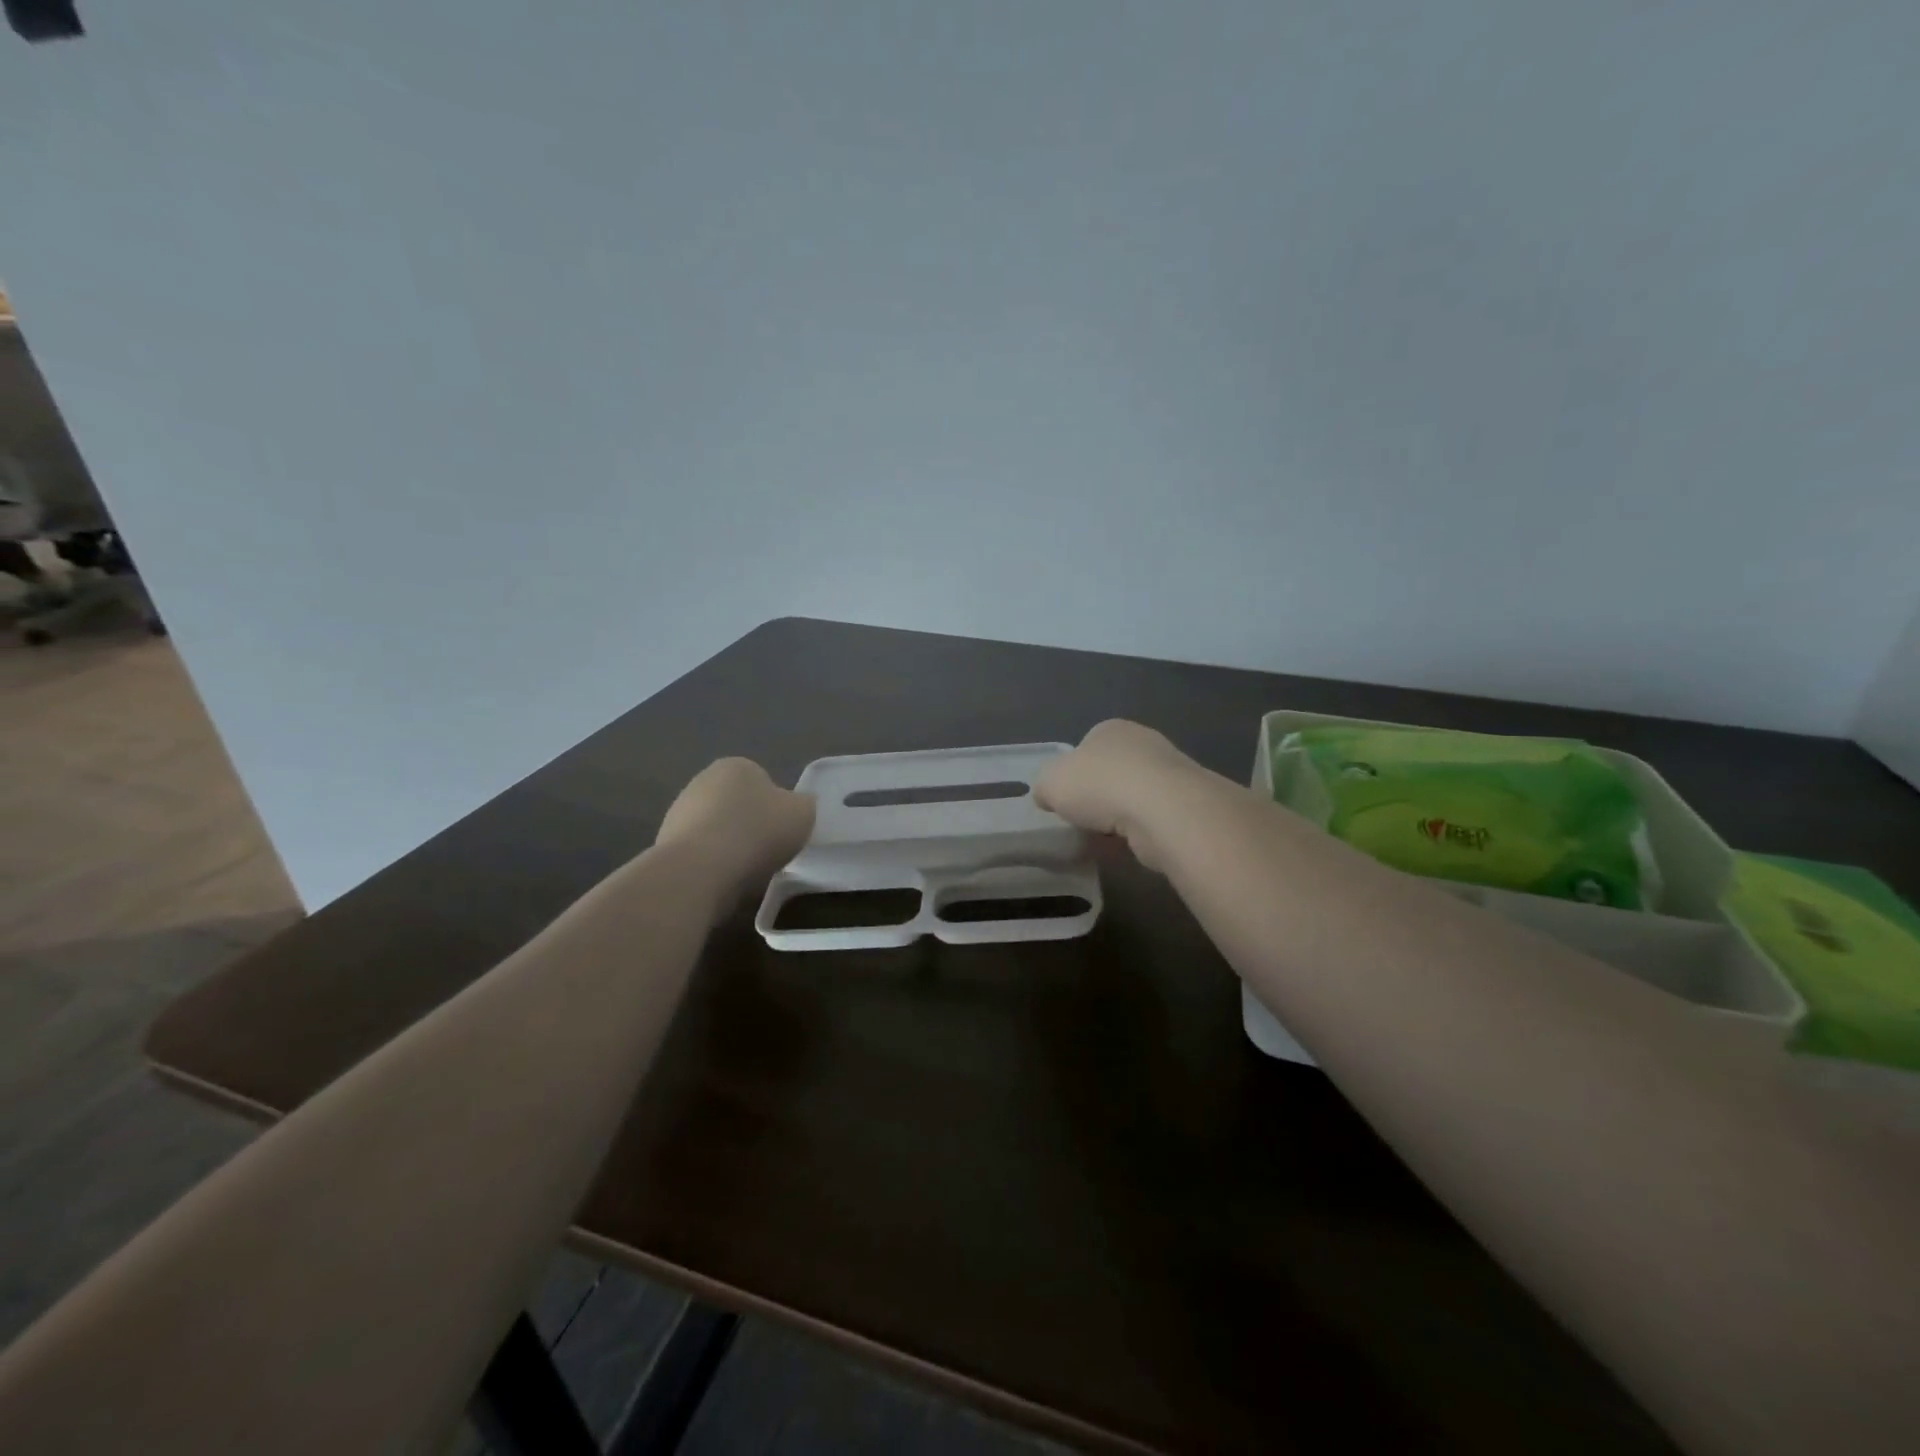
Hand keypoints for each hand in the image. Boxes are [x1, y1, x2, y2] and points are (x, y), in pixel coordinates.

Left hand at [655, 758, 814, 903]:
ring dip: (730, 846)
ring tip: (745, 872)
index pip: (764, 782)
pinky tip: (721, 881)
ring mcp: (678, 812)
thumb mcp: (803, 814)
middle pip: (738, 805)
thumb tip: (797, 807)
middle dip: (751, 826)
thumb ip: (804, 805)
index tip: (783, 832)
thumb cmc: (757, 832)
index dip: (777, 808)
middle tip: (767, 852)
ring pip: (717, 830)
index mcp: (737, 765)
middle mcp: (703, 780)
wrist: (700, 870)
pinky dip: (711, 865)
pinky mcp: (664, 844)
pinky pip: (700, 853)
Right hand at [1034, 720, 1203, 871]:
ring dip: (1120, 817)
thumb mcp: (1050, 782)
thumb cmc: (1100, 785)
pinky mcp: (1186, 804)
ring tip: (1104, 839)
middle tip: (1083, 820)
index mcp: (1110, 729)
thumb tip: (1048, 796)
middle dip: (1099, 796)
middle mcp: (1144, 743)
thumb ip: (1045, 786)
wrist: (1162, 811)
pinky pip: (1153, 819)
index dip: (1073, 773)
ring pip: (1134, 797)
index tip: (1065, 799)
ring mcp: (1170, 772)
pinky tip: (1129, 847)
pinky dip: (1139, 833)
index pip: (1086, 747)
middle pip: (1112, 772)